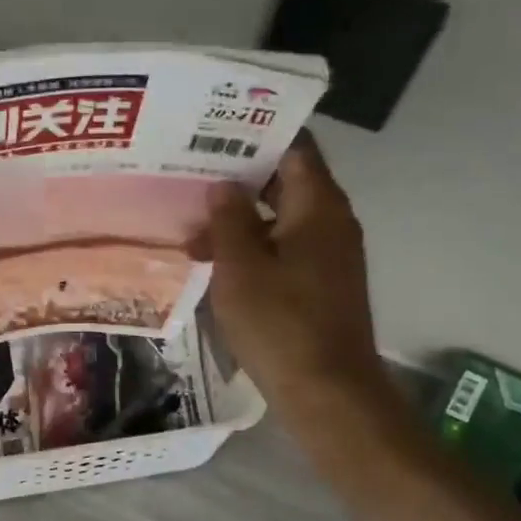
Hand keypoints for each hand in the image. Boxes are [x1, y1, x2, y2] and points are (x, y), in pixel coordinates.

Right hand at [202, 134, 389, 412]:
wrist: (327, 391)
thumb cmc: (281, 324)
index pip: (294, 147)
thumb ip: (228, 220)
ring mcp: (328, 255)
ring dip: (239, 218)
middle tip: (189, 171)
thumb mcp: (241, 268)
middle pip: (285, 182)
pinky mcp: (319, 284)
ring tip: (190, 222)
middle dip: (239, 177)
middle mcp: (330, 222)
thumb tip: (222, 186)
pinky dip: (251, 247)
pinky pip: (283, 248)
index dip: (255, 135)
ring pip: (280, 219)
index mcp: (318, 207)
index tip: (214, 129)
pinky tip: (213, 260)